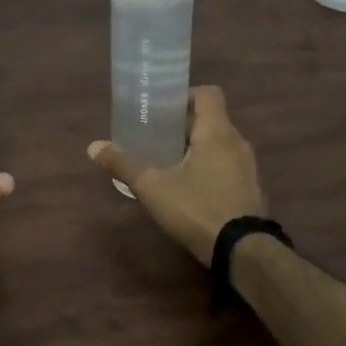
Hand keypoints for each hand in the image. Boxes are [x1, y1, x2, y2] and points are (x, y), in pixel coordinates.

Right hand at [88, 86, 266, 265]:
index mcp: (216, 131)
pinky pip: (228, 165)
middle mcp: (237, 142)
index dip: (186, 95)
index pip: (208, 94)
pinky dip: (209, 167)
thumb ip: (124, 164)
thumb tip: (93, 146)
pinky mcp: (251, 188)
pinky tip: (189, 187)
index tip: (162, 107)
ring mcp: (248, 166)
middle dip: (183, 125)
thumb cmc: (197, 208)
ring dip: (196, 147)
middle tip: (155, 136)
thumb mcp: (153, 187)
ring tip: (168, 162)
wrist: (243, 251)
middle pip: (211, 119)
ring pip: (220, 144)